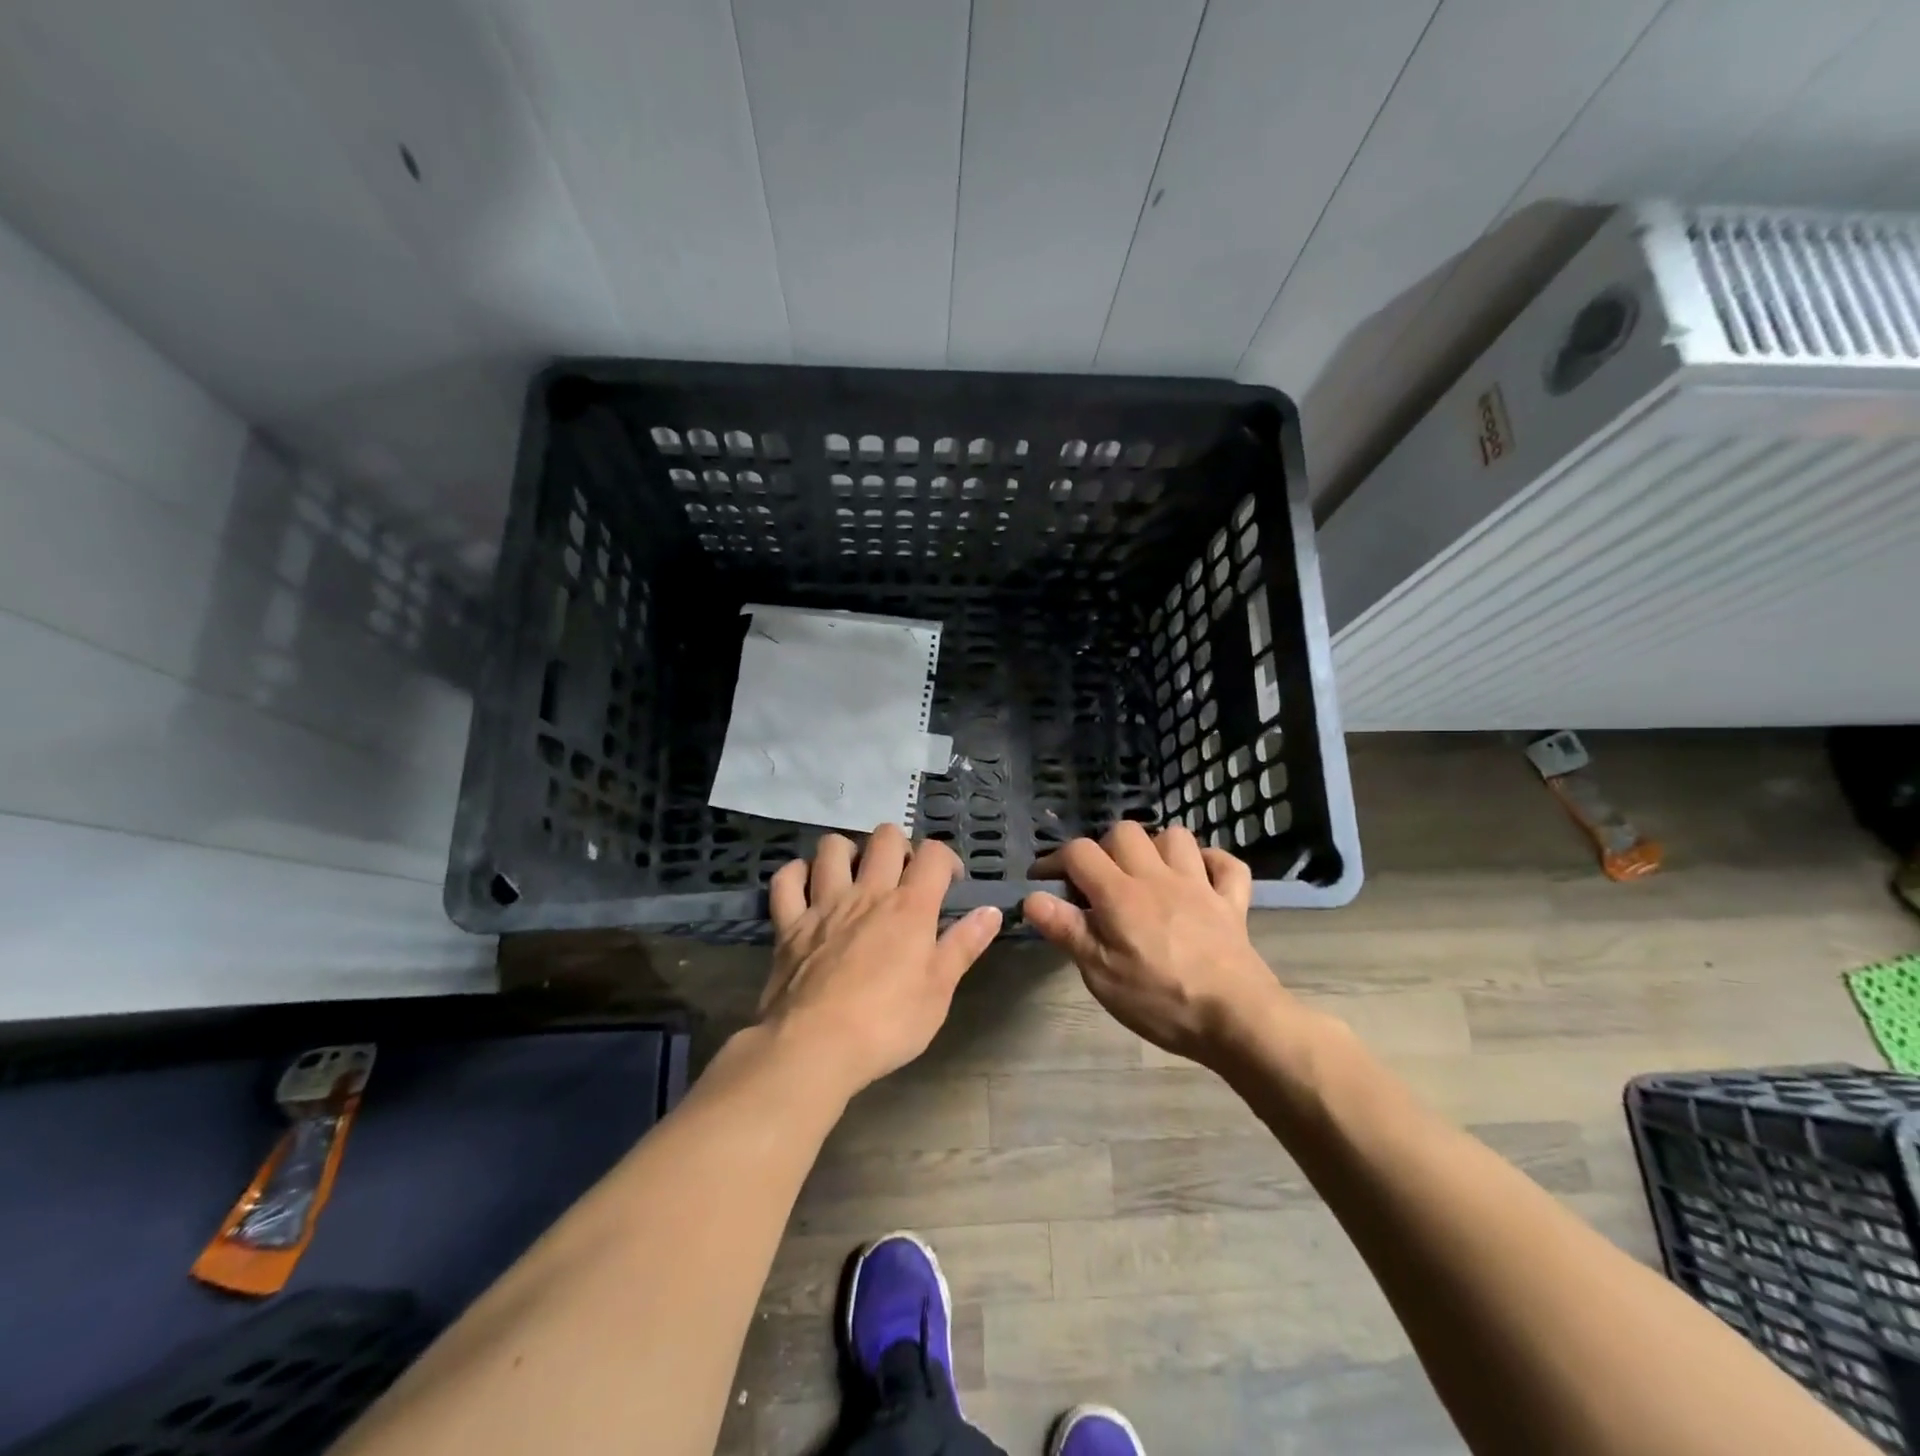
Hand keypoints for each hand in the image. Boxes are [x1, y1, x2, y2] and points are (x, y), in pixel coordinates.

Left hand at [760, 824, 1000, 1098]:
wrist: (814, 1047)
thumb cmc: (887, 1024)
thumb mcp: (939, 990)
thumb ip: (964, 945)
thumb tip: (992, 911)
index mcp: (909, 907)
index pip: (933, 854)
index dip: (946, 859)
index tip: (949, 883)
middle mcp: (867, 893)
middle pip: (885, 837)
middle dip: (899, 846)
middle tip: (903, 878)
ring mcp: (823, 904)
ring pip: (832, 847)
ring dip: (848, 852)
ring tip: (856, 876)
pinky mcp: (788, 924)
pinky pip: (787, 880)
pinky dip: (797, 875)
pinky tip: (808, 888)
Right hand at [1022, 823, 1293, 1066]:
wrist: (1237, 1019)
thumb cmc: (1161, 1001)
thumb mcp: (1102, 975)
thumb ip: (1067, 931)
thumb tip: (1032, 897)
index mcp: (1121, 894)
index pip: (1080, 853)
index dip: (1055, 860)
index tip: (1044, 881)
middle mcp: (1158, 877)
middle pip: (1125, 831)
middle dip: (1104, 848)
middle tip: (1098, 882)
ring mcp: (1200, 885)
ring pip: (1176, 836)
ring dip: (1156, 848)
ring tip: (1146, 875)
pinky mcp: (1232, 902)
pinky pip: (1227, 864)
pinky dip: (1212, 863)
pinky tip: (1200, 878)